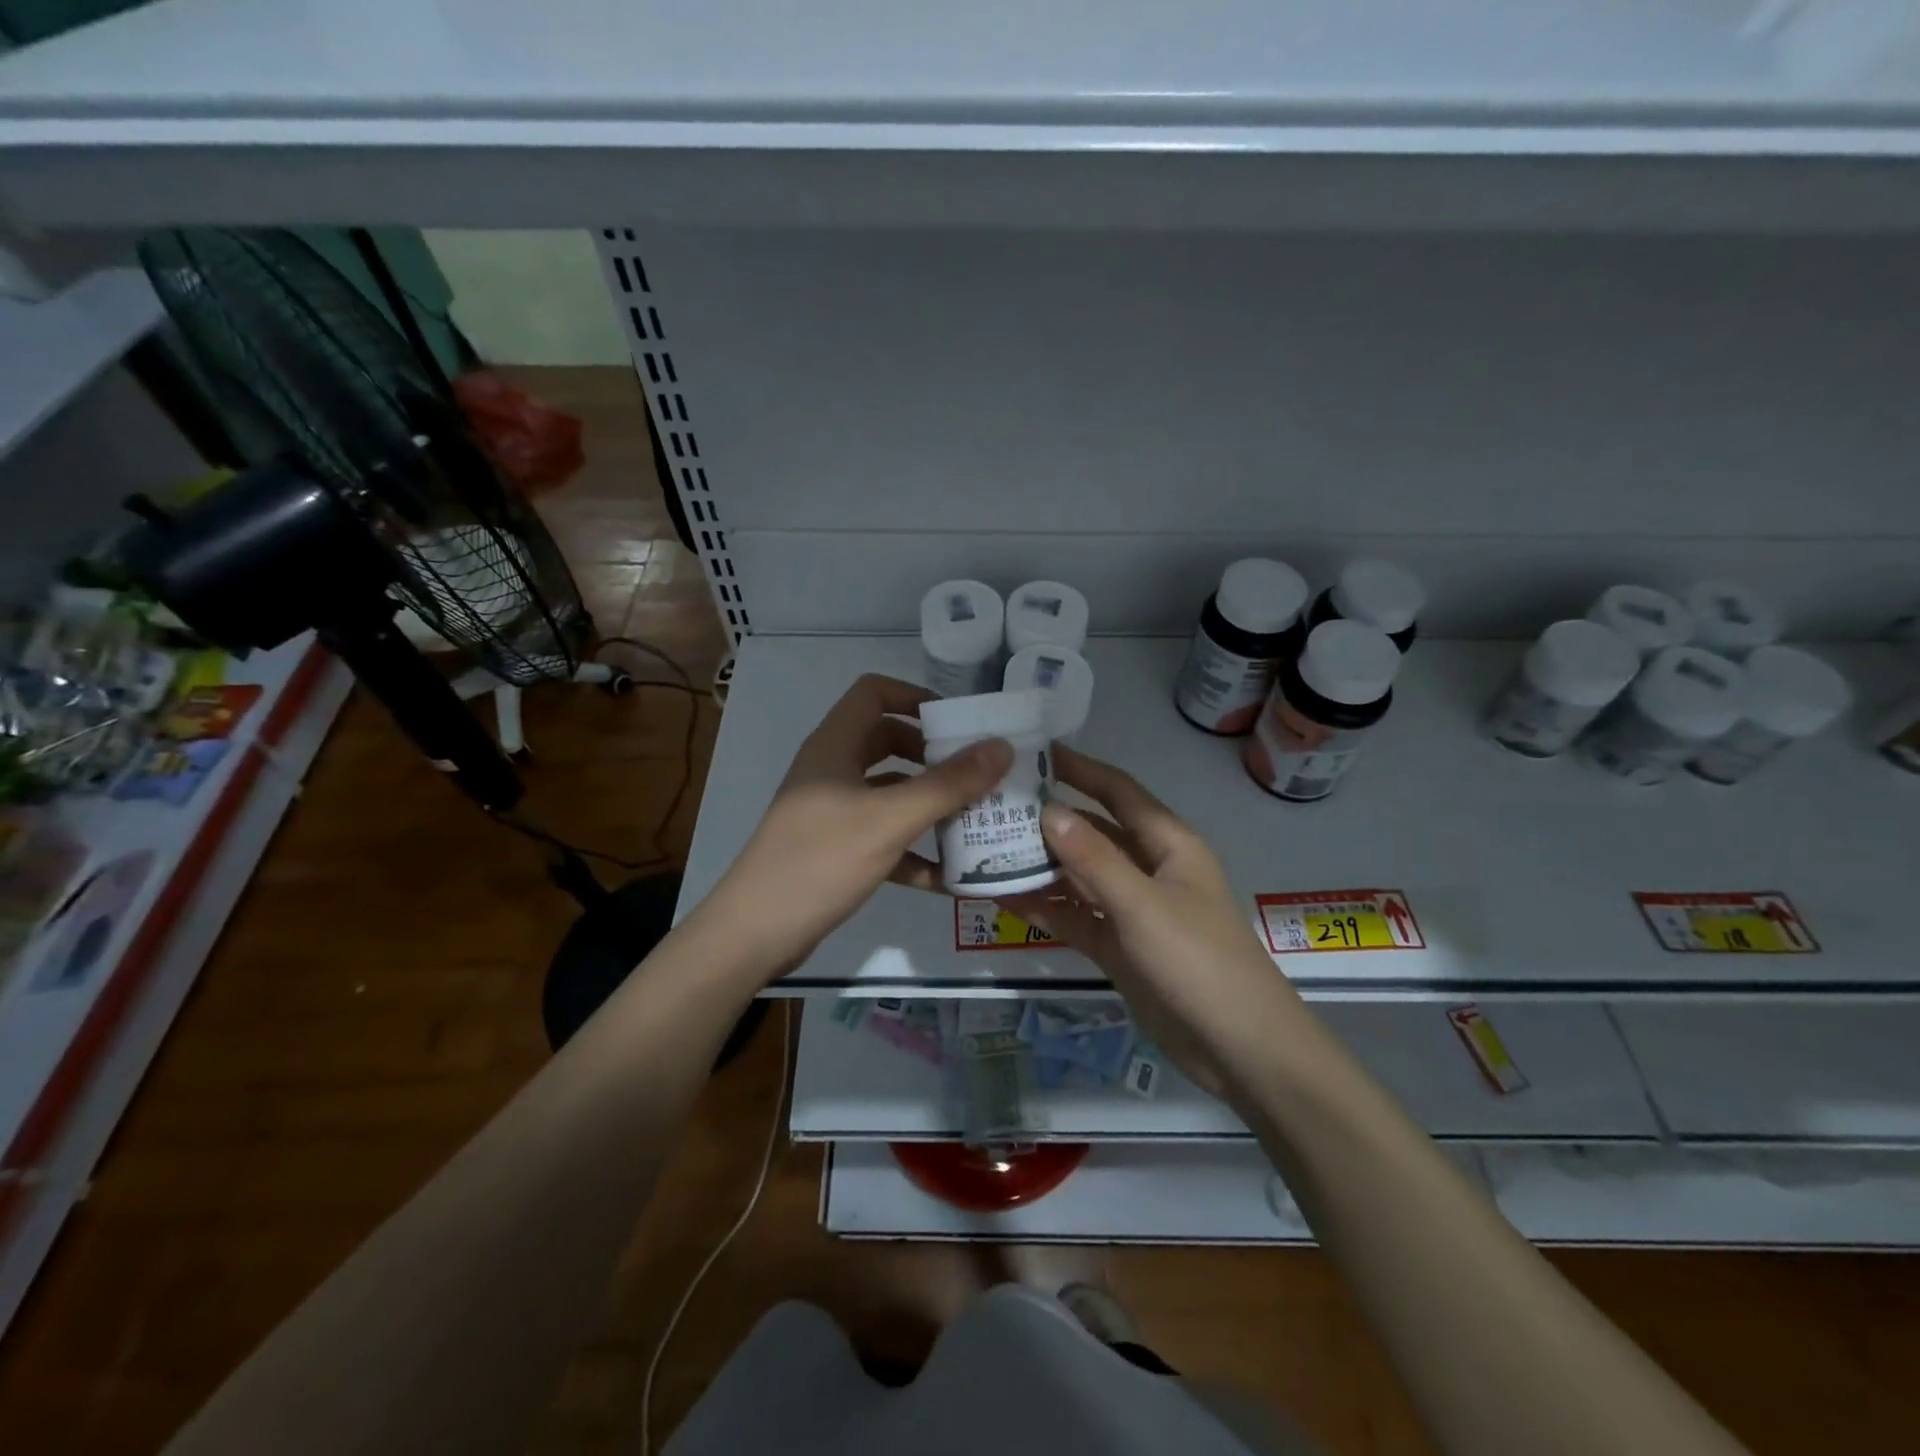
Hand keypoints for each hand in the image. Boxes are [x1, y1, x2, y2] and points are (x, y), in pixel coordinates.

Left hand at [700, 674, 1011, 978]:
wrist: (756, 933)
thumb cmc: (821, 860)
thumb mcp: (890, 819)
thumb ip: (947, 784)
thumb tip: (1001, 747)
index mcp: (835, 745)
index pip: (874, 693)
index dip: (915, 696)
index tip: (957, 722)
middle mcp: (832, 770)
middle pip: (888, 742)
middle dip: (933, 756)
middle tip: (976, 772)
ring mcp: (832, 811)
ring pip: (889, 792)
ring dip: (929, 803)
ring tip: (976, 819)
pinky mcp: (836, 848)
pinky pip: (883, 835)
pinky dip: (913, 848)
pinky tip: (948, 876)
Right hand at [1004, 745, 1296, 1095]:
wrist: (1238, 1048)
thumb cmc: (1198, 961)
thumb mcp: (1143, 905)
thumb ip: (1094, 858)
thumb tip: (1048, 810)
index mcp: (1167, 844)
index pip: (1118, 791)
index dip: (1080, 769)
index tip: (1034, 752)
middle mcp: (1150, 868)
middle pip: (1094, 832)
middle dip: (1050, 819)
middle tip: (995, 806)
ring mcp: (1134, 909)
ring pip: (1081, 876)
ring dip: (1042, 866)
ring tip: (988, 851)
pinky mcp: (1121, 946)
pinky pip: (1079, 916)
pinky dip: (1049, 908)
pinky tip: (1007, 901)